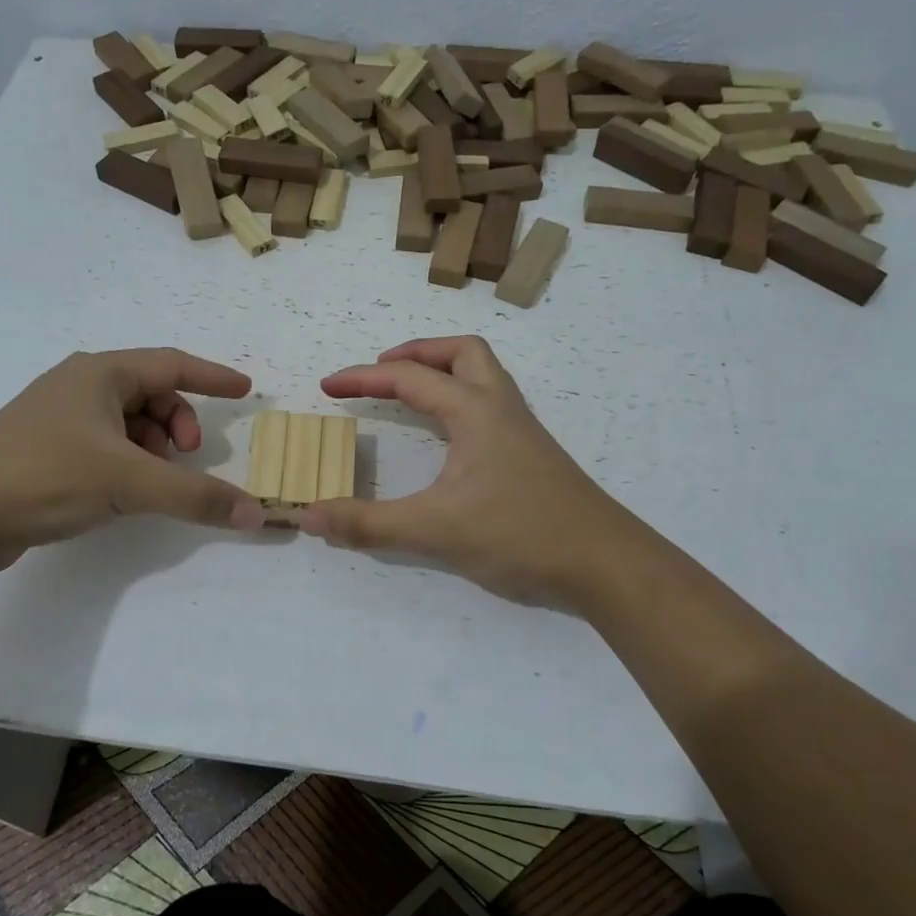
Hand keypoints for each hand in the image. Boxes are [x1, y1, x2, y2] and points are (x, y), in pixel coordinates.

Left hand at [0, 348, 265, 574]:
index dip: (213, 377)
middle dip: (179, 424)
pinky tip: (122, 493)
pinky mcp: (45, 451)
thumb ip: (195, 496)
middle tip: (188, 458)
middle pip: (152, 394)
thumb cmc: (44, 475)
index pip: (173, 364)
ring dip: (153, 448)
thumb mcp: (128, 482)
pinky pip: (106, 446)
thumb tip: (255, 514)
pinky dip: (128, 463)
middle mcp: (80, 386)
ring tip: (149, 482)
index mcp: (100, 374)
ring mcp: (59, 419)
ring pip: (129, 424)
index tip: (246, 390)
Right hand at [299, 336, 634, 604]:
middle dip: (416, 354)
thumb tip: (310, 516)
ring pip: (483, 375)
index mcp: (475, 411)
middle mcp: (501, 408)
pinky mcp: (532, 455)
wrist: (605, 563)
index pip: (410, 378)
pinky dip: (460, 401)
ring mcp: (522, 430)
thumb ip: (368, 523)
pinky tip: (449, 440)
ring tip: (410, 396)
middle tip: (382, 373)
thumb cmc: (520, 534)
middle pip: (461, 352)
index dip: (364, 378)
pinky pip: (491, 405)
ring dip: (443, 373)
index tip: (329, 388)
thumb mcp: (434, 530)